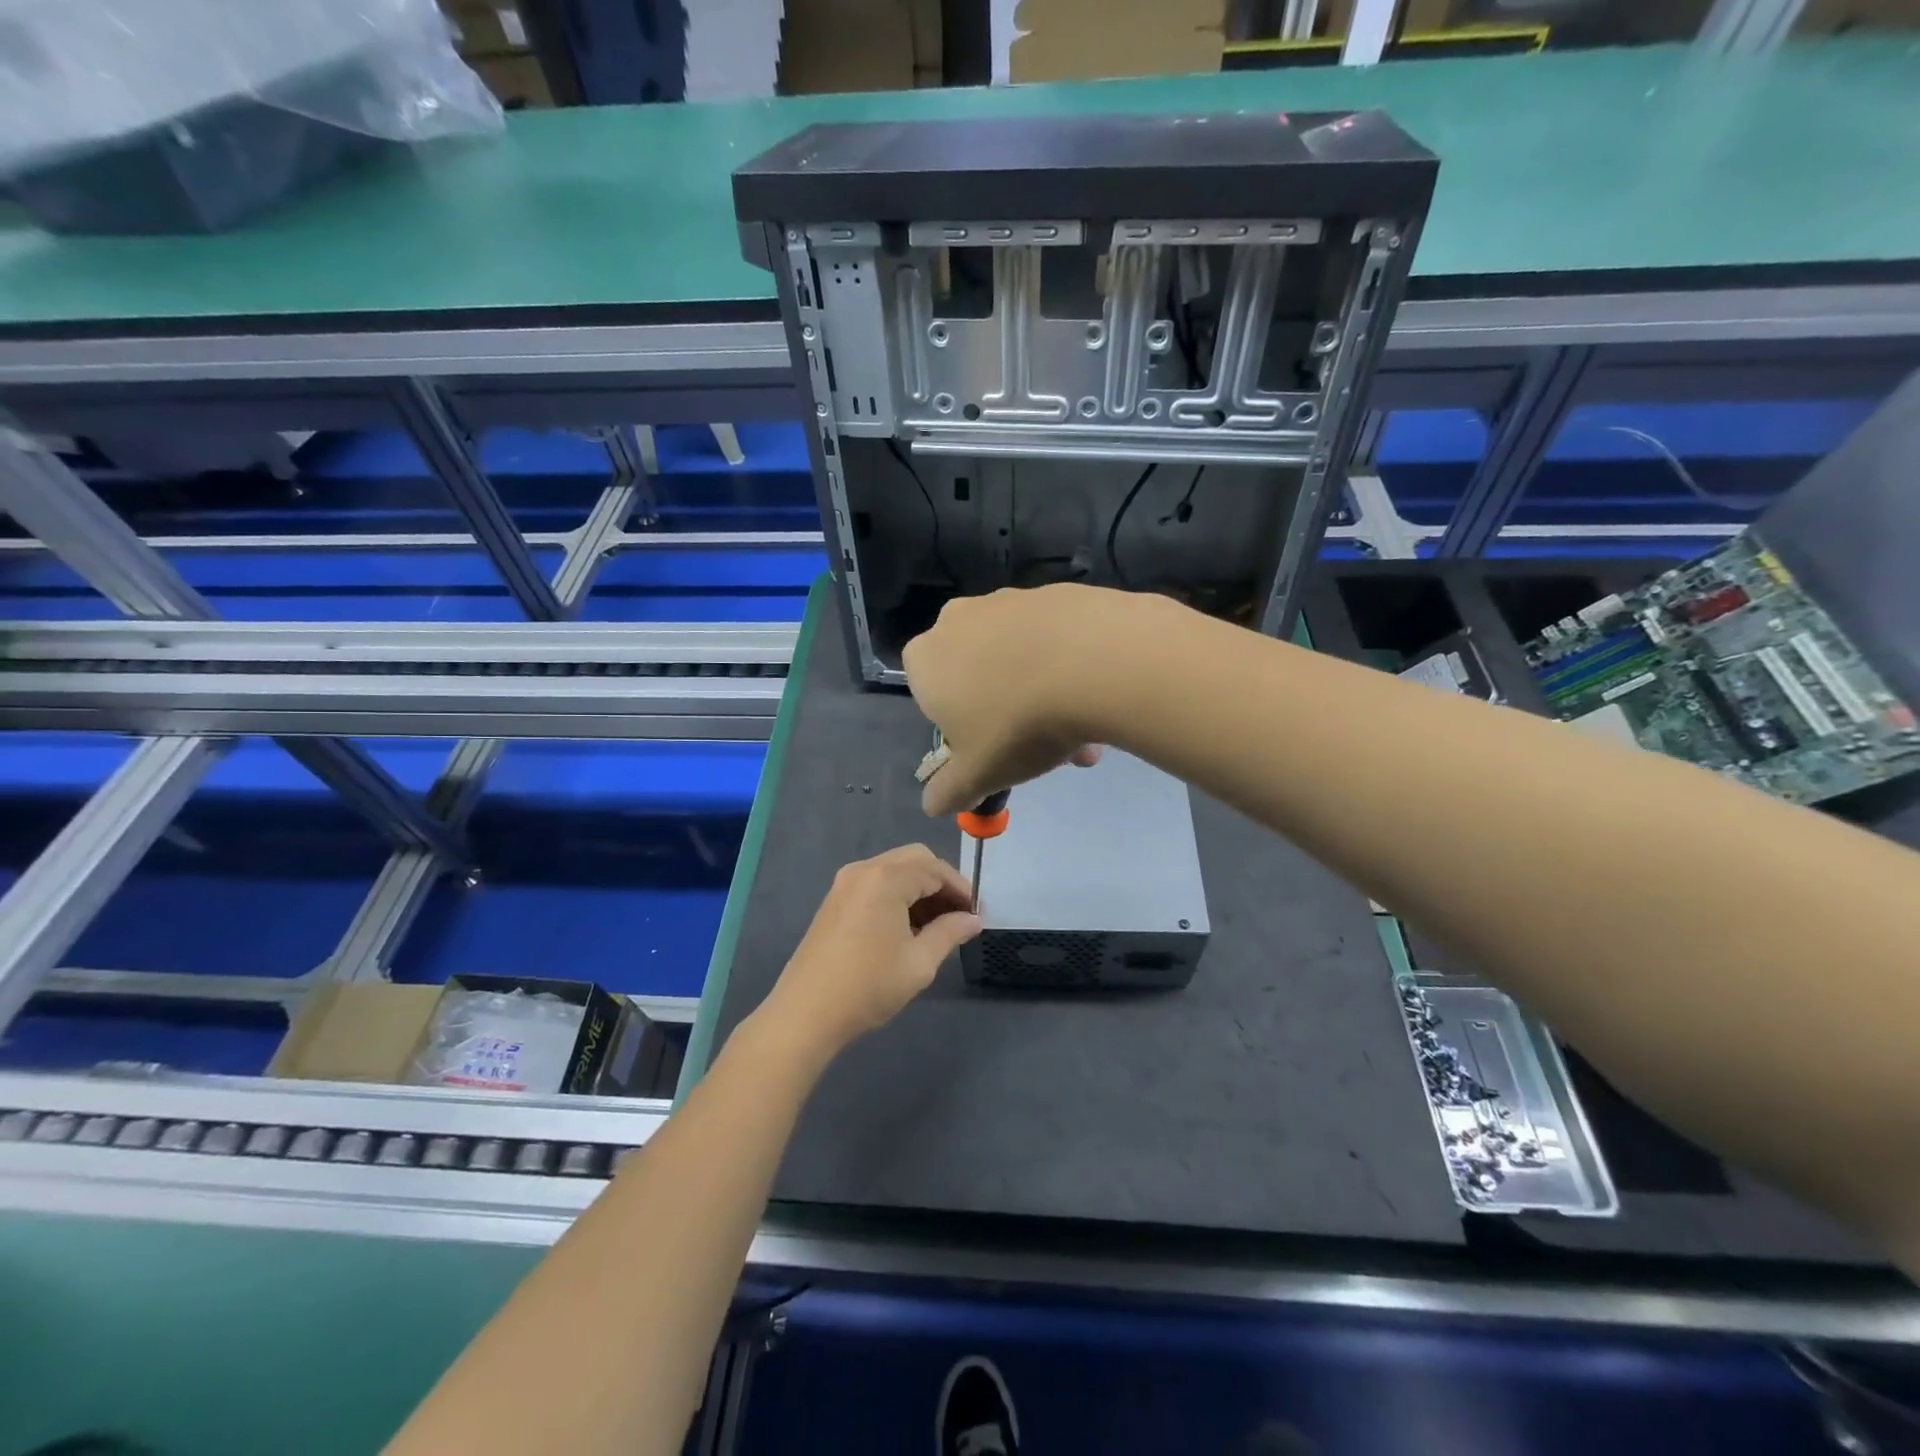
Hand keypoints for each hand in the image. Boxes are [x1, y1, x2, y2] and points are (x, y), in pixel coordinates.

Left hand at [759, 845, 981, 1061]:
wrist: (806, 1013)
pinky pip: (875, 883)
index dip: (961, 890)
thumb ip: (950, 933)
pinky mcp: (834, 900)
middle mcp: (865, 869)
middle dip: (941, 883)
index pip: (936, 869)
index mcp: (887, 878)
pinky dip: (897, 894)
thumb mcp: (919, 962)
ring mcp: (845, 883)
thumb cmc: (868, 986)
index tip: (976, 915)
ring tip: (937, 926)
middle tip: (958, 916)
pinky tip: (906, 927)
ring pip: (894, 870)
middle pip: (915, 859)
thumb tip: (973, 919)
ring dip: (919, 888)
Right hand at [902, 584, 1125, 816]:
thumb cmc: (1017, 724)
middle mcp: (958, 621)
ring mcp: (1007, 600)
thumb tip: (932, 805)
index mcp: (926, 660)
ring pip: (1018, 659)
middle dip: (1007, 714)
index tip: (991, 748)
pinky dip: (1068, 665)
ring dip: (1041, 694)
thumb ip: (950, 790)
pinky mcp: (1054, 591)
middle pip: (978, 676)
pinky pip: (1053, 638)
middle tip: (1044, 750)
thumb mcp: (979, 773)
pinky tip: (1096, 693)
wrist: (1094, 662)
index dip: (960, 726)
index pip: (929, 695)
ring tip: (1084, 734)